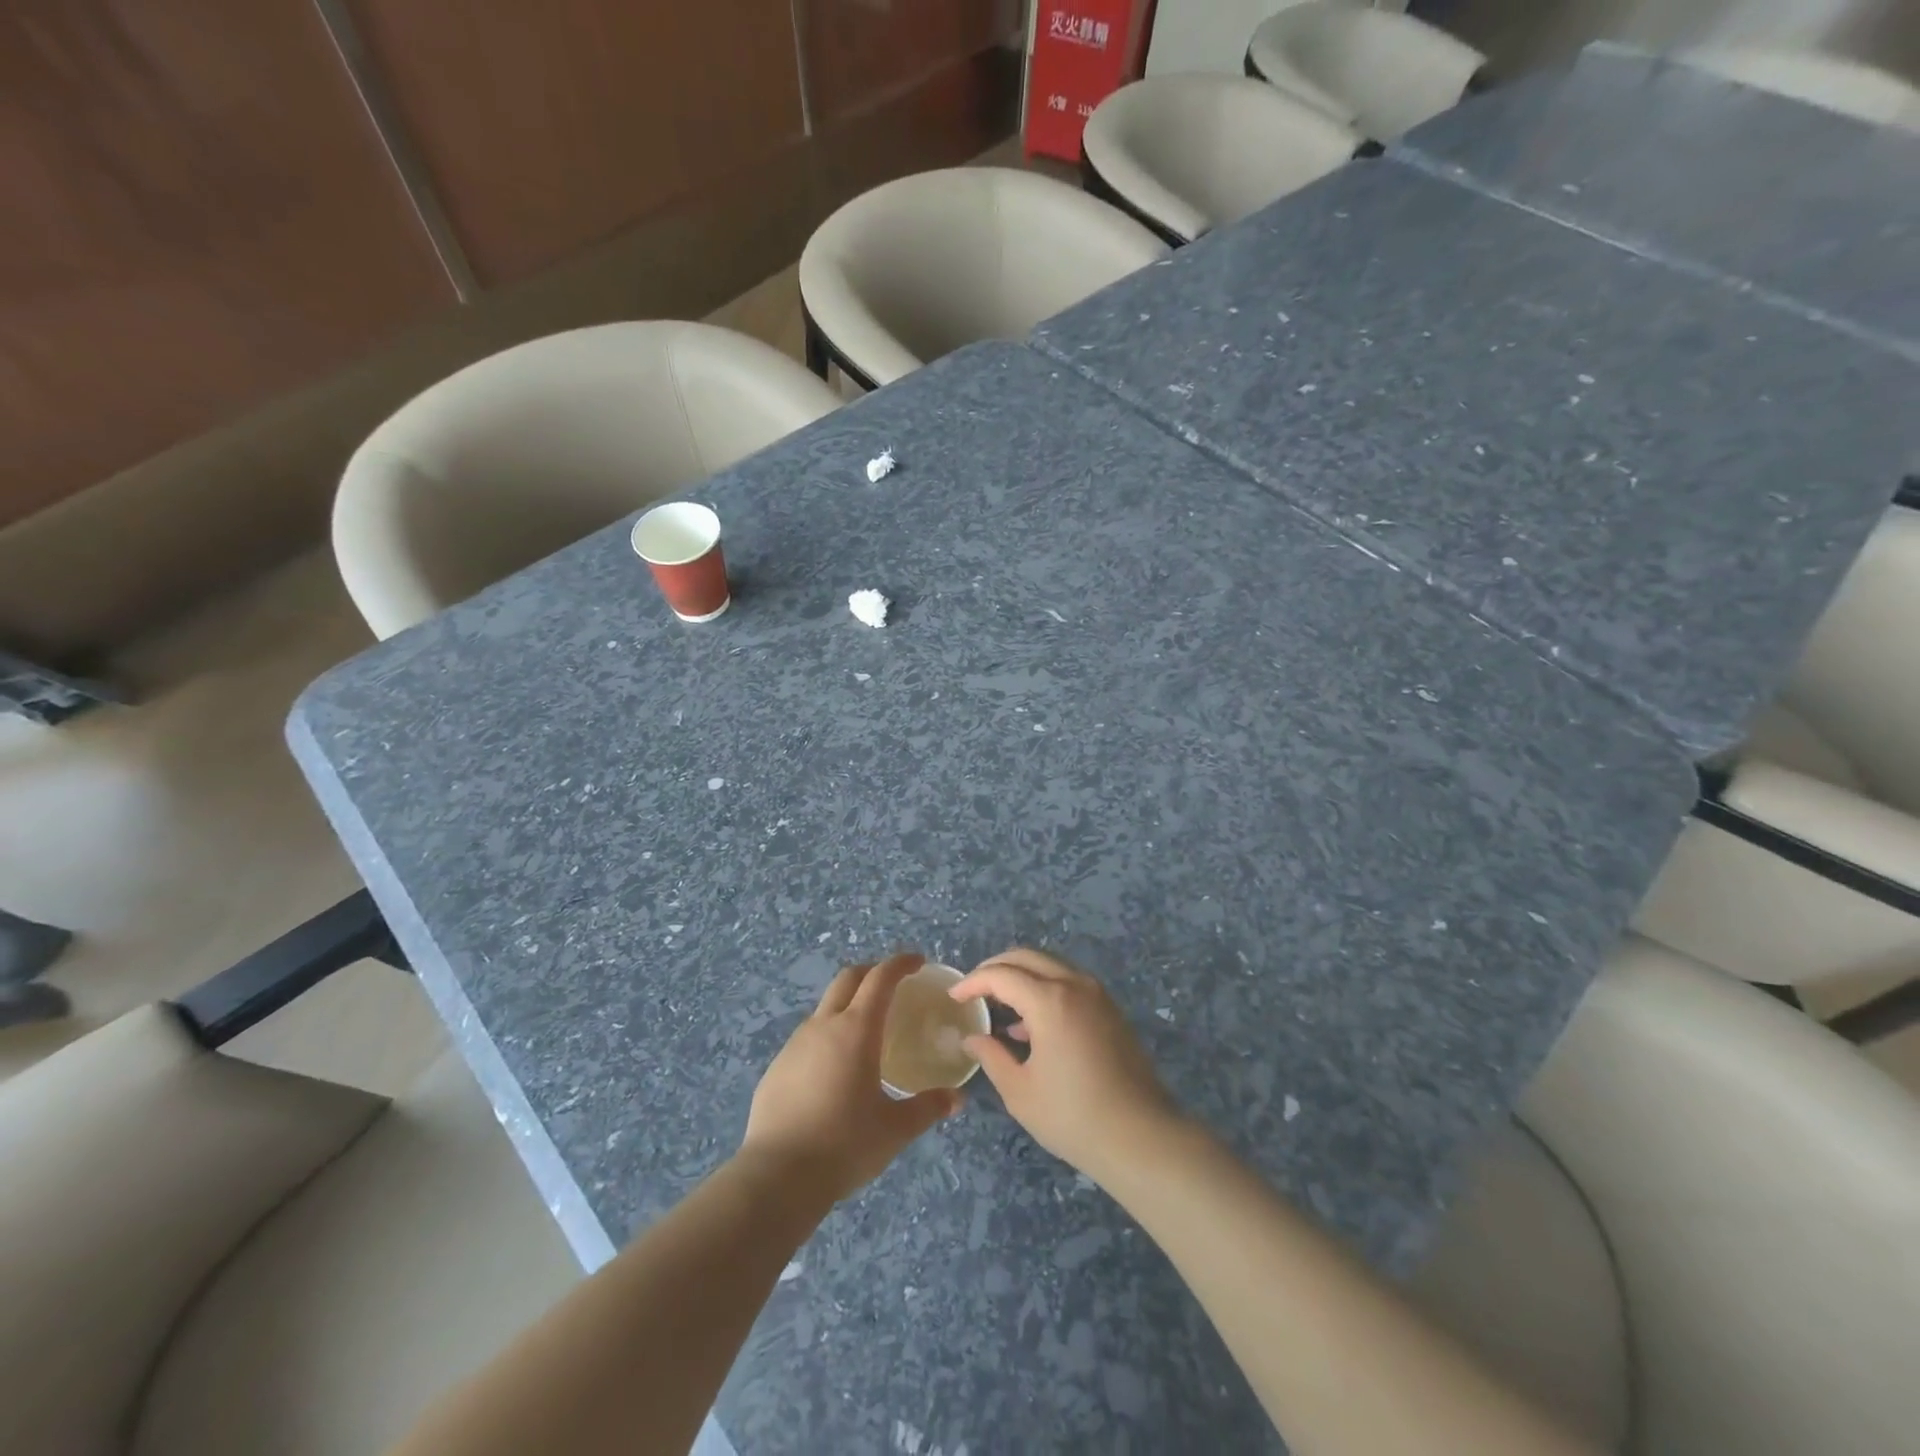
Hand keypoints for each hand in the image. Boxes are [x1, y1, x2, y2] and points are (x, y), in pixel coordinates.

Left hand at [741, 952, 962, 1205]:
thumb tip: (956, 1099)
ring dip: (847, 1005)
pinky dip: (826, 1037)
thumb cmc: (845, 1144)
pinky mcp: (776, 1068)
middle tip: (893, 985)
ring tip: (865, 1032)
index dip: (900, 963)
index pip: (880, 978)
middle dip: (872, 972)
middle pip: (848, 979)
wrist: (777, 1176)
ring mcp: (794, 1045)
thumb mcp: (895, 1129)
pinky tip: (834, 1070)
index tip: (917, 962)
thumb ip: (927, 1108)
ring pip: (824, 1008)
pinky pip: (806, 1039)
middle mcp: (824, 1026)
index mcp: (856, 1030)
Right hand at [950, 948, 1178, 1184]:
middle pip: (1026, 957)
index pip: (1001, 975)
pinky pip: (1068, 983)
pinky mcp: (1110, 1010)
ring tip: (998, 1006)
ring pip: (1050, 966)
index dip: (973, 982)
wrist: (1141, 1137)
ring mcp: (1097, 995)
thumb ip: (992, 1056)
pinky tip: (1029, 1026)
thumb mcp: (1020, 1091)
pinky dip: (1044, 989)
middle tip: (973, 990)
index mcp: (1050, 1000)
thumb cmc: (1073, 1116)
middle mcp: (1074, 985)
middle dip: (995, 968)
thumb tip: (972, 1038)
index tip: (954, 997)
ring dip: (1021, 976)